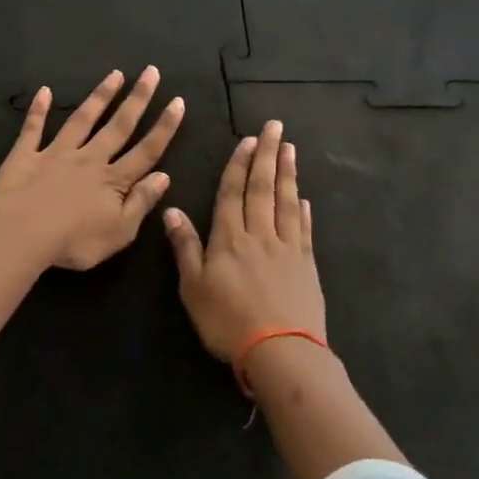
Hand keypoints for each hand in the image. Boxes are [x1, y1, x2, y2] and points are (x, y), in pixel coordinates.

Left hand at [0, 67, 184, 271]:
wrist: (21, 234)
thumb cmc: (74, 242)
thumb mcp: (119, 233)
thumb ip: (141, 203)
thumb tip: (163, 176)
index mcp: (113, 181)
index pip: (146, 151)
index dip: (164, 127)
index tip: (178, 101)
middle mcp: (89, 159)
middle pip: (118, 126)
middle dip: (137, 99)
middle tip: (151, 72)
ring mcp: (56, 154)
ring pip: (82, 120)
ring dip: (99, 96)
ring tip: (115, 74)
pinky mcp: (25, 155)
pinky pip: (33, 129)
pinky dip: (38, 109)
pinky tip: (44, 91)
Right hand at [163, 120, 326, 366]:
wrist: (280, 351)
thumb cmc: (227, 322)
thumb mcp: (193, 287)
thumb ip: (185, 247)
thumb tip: (171, 210)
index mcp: (229, 238)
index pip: (232, 193)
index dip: (238, 165)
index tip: (247, 139)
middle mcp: (259, 235)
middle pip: (262, 188)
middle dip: (266, 155)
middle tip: (274, 127)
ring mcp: (287, 249)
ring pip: (286, 202)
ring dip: (287, 174)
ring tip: (289, 149)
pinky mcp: (306, 266)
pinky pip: (304, 230)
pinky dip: (304, 211)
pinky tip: (304, 198)